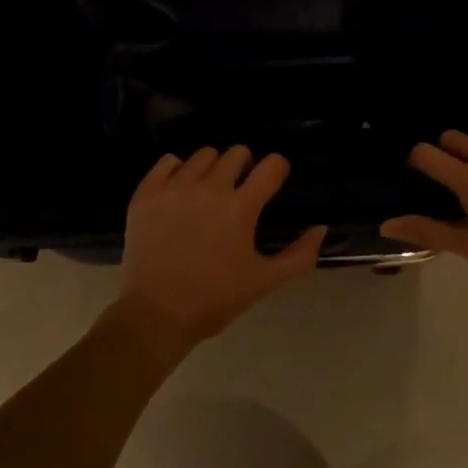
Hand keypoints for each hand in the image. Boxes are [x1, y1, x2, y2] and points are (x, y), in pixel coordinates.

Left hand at [117, 146, 325, 345]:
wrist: (155, 315)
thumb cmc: (215, 299)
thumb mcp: (265, 281)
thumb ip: (300, 255)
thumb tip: (321, 228)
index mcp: (240, 208)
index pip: (272, 164)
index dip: (278, 169)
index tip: (274, 181)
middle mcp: (209, 188)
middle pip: (237, 152)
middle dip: (246, 166)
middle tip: (240, 191)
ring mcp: (174, 188)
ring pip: (204, 155)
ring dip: (213, 168)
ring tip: (209, 191)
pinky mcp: (147, 193)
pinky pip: (168, 161)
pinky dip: (178, 170)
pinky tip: (180, 191)